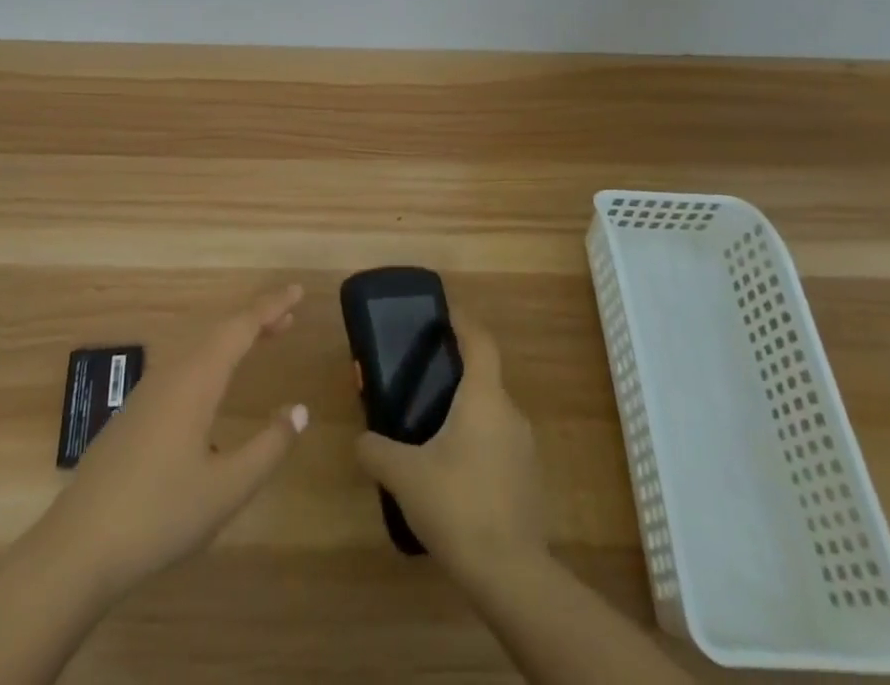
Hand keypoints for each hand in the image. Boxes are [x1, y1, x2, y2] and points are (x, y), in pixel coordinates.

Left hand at [29, 284, 309, 601]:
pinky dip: (212, 360)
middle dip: (256, 319)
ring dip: (233, 338)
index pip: (241, 327)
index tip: (298, 291)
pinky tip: (216, 385)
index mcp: (196, 380)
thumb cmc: (159, 514)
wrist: (78, 548)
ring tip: (262, 338)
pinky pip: (184, 367)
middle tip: (289, 316)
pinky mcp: (135, 414)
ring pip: (200, 348)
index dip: (271, 306)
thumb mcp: (227, 489)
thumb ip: (268, 447)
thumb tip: (300, 410)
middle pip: (220, 331)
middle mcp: (172, 374)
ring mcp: (149, 393)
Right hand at [354, 309, 545, 580]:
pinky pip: (498, 446)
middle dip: (455, 375)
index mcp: (483, 397)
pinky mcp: (528, 481)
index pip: (480, 341)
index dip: (464, 322)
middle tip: (422, 382)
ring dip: (465, 414)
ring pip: (491, 414)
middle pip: (484, 378)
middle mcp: (510, 414)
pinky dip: (477, 445)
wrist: (511, 575)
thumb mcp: (404, 475)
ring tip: (431, 431)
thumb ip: (376, 450)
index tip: (444, 314)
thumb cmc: (457, 504)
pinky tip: (452, 474)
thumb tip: (361, 440)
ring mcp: (524, 449)